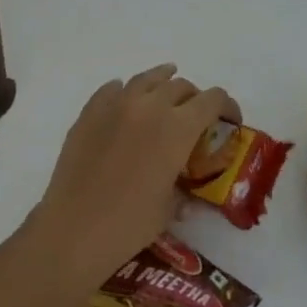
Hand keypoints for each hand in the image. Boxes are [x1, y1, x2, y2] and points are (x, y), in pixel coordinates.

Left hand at [26, 64, 238, 287]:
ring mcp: (116, 104)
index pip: (212, 99)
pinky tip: (125, 101)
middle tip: (195, 116)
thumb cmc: (130, 223)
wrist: (75, 227)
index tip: (230, 120)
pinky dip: (125, 91)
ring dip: (162, 82)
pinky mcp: (90, 111)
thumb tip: (183, 188)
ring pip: (147, 78)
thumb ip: (182, 186)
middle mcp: (150, 105)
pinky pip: (112, 89)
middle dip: (194, 98)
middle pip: (181, 86)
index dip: (227, 106)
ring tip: (166, 87)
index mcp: (177, 127)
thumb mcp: (169, 207)